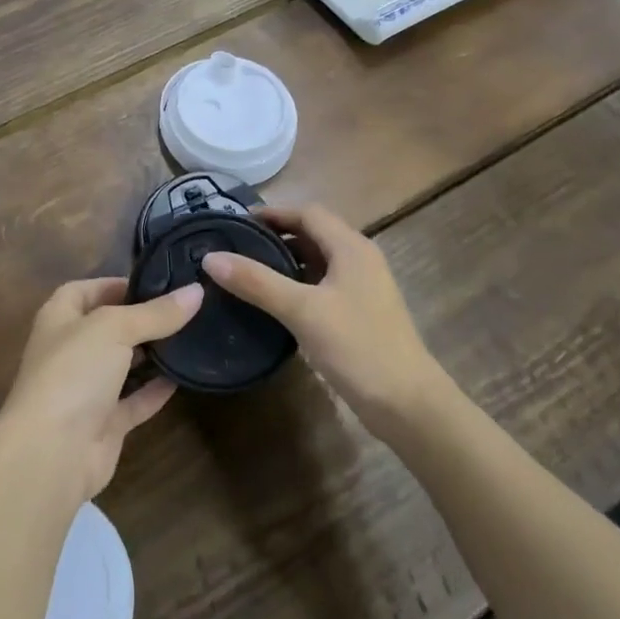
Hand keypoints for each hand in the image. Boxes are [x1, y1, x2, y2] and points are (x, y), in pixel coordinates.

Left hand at [0, 277, 202, 502]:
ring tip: (191, 336)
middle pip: (108, 326)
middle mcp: (70, 350)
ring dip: (151, 354)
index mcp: (60, 317)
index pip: (88, 290)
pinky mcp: (103, 424)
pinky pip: (134, 401)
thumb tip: (197, 291)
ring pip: (123, 364)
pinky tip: (184, 377)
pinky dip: (155, 390)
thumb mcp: (114, 328)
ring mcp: (86, 389)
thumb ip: (156, 313)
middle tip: (185, 308)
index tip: (158, 282)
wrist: (52, 453)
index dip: (118, 284)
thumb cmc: (73, 372)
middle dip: (142, 318)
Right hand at [201, 204, 438, 424]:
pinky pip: (322, 285)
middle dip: (276, 235)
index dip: (272, 213)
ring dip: (286, 260)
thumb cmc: (358, 347)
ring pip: (318, 260)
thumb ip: (257, 282)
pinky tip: (274, 302)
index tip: (236, 223)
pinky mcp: (359, 313)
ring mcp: (362, 288)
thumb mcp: (302, 311)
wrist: (409, 405)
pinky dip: (297, 284)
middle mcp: (359, 259)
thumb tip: (211, 257)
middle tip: (237, 246)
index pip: (307, 213)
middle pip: (313, 233)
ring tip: (247, 271)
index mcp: (351, 247)